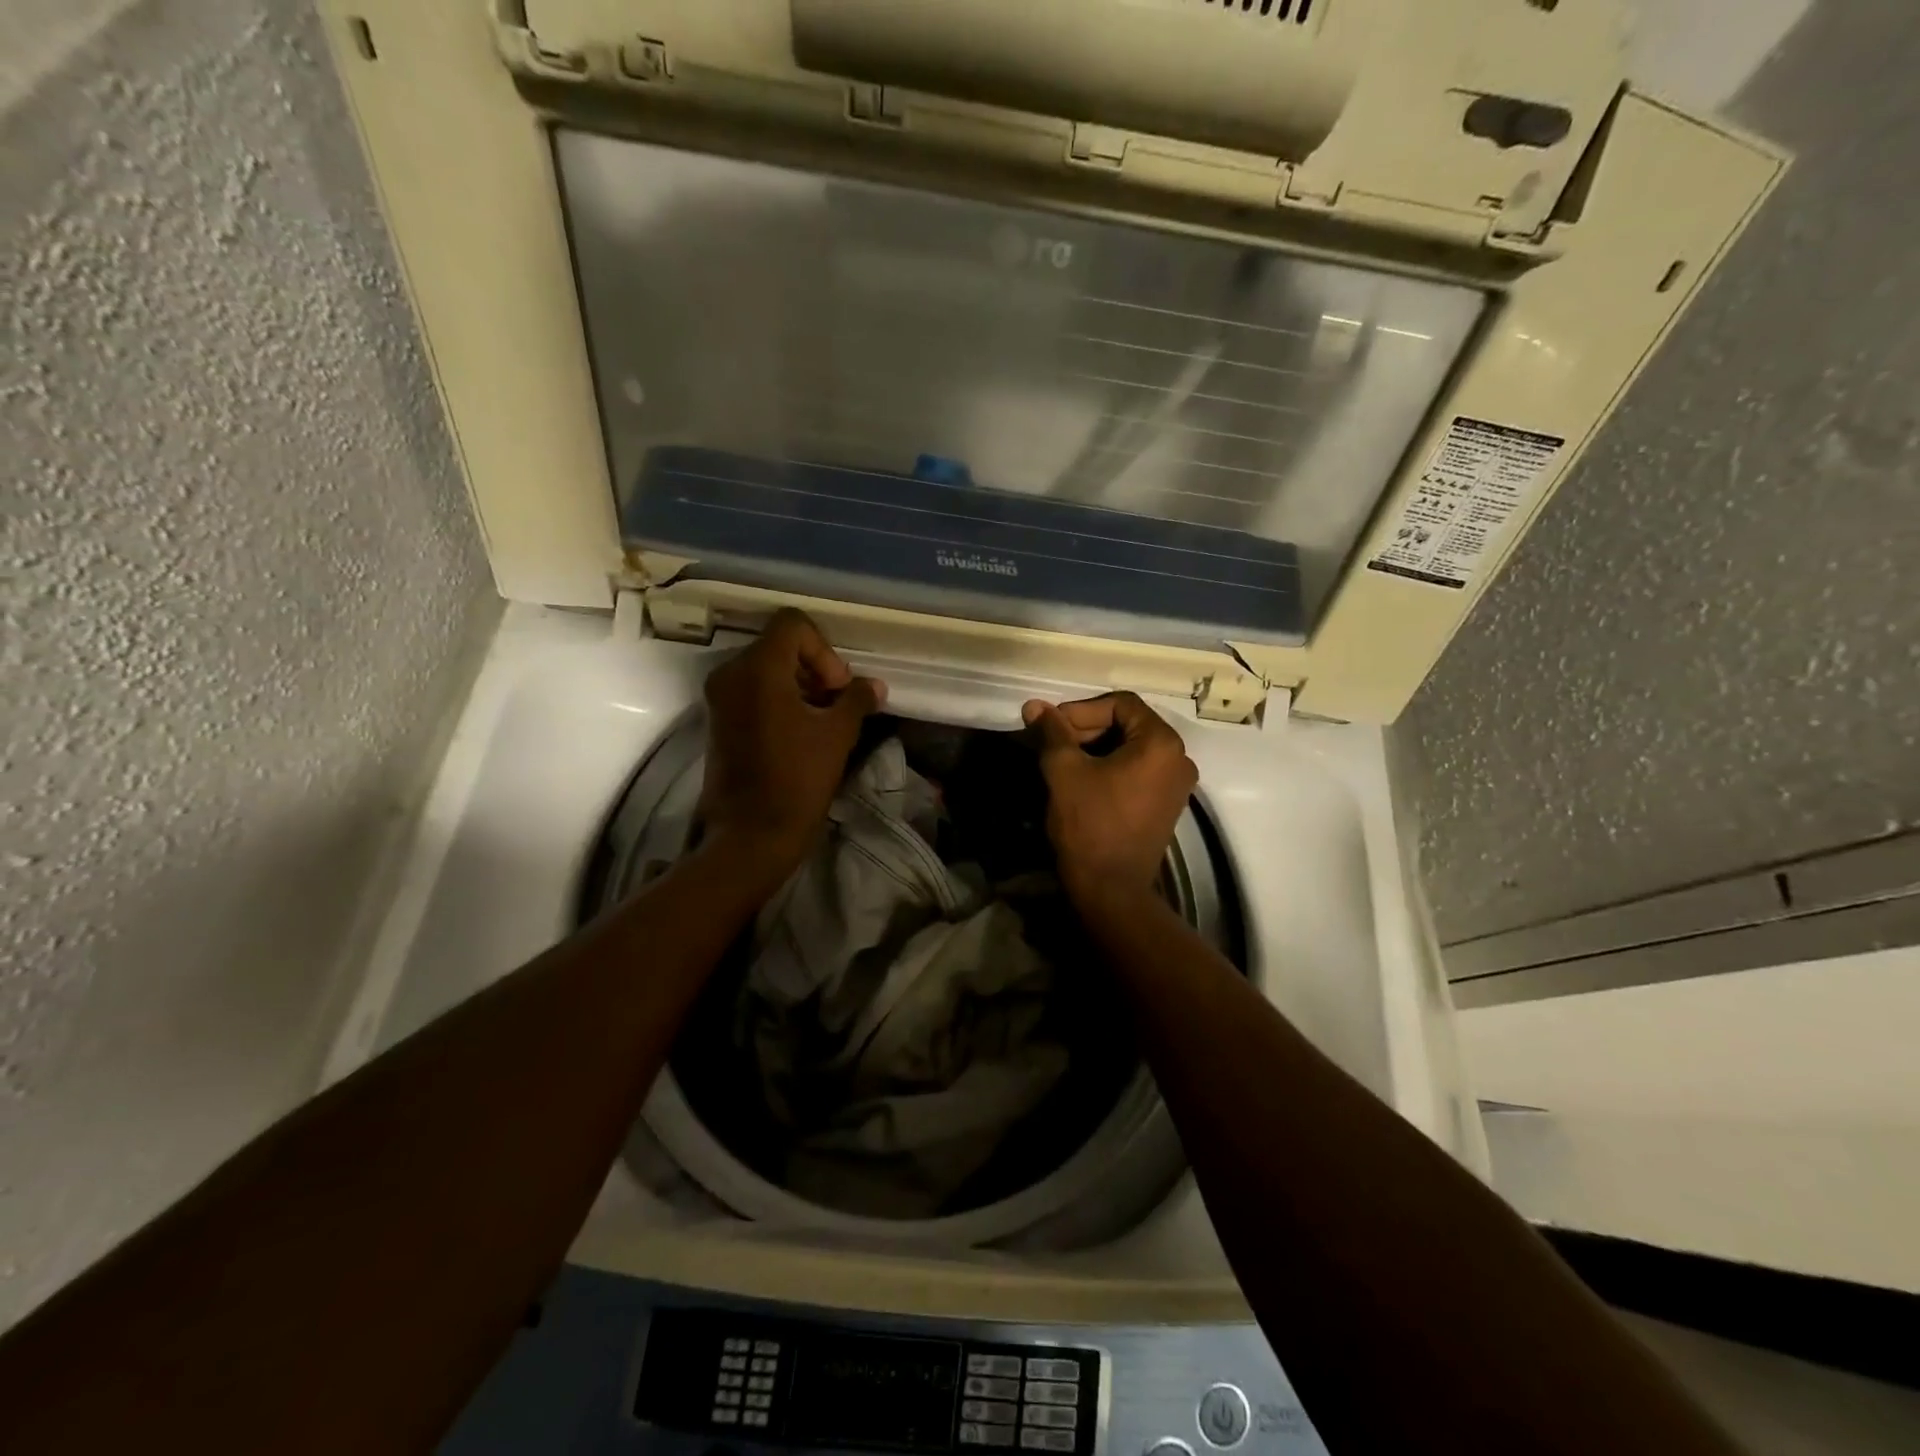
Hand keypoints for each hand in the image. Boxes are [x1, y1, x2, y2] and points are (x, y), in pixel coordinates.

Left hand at [699, 609, 884, 877]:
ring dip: (799, 683)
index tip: (836, 688)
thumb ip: (857, 700)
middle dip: (815, 667)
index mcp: (758, 669)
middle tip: (836, 703)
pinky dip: (779, 698)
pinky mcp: (718, 719)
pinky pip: (752, 689)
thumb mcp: (838, 735)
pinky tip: (801, 730)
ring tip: (823, 719)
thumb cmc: (798, 780)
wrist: (751, 834)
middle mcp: (731, 673)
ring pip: (766, 667)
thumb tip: (874, 685)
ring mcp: (720, 696)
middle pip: (779, 644)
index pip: (793, 625)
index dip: (824, 650)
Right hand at [1022, 692, 1197, 915]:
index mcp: (1161, 743)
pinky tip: (1081, 779)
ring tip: (1061, 760)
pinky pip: (1138, 770)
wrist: (1111, 889)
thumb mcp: (1064, 771)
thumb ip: (1051, 732)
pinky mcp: (1167, 805)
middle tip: (1052, 743)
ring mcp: (1177, 784)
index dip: (1081, 709)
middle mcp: (1179, 758)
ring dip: (1095, 747)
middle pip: (1129, 724)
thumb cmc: (1089, 824)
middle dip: (1086, 728)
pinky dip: (1110, 767)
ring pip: (1132, 748)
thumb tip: (1033, 705)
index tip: (1051, 726)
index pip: (1120, 703)